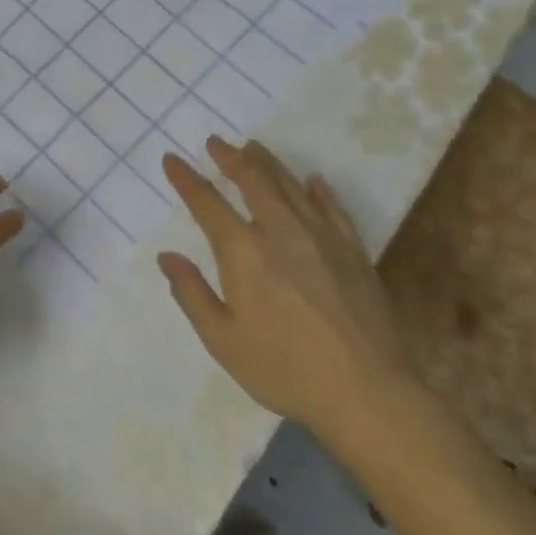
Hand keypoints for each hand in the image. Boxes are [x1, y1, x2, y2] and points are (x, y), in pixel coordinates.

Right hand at [158, 138, 417, 442]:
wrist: (367, 392)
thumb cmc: (285, 369)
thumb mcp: (223, 340)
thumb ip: (192, 294)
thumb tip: (167, 256)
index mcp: (243, 251)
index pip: (207, 203)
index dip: (187, 178)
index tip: (172, 159)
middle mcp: (280, 231)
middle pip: (253, 180)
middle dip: (231, 157)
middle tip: (216, 142)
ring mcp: (322, 237)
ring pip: (291, 185)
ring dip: (268, 163)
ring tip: (254, 147)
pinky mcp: (354, 250)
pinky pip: (332, 207)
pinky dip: (318, 189)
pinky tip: (313, 181)